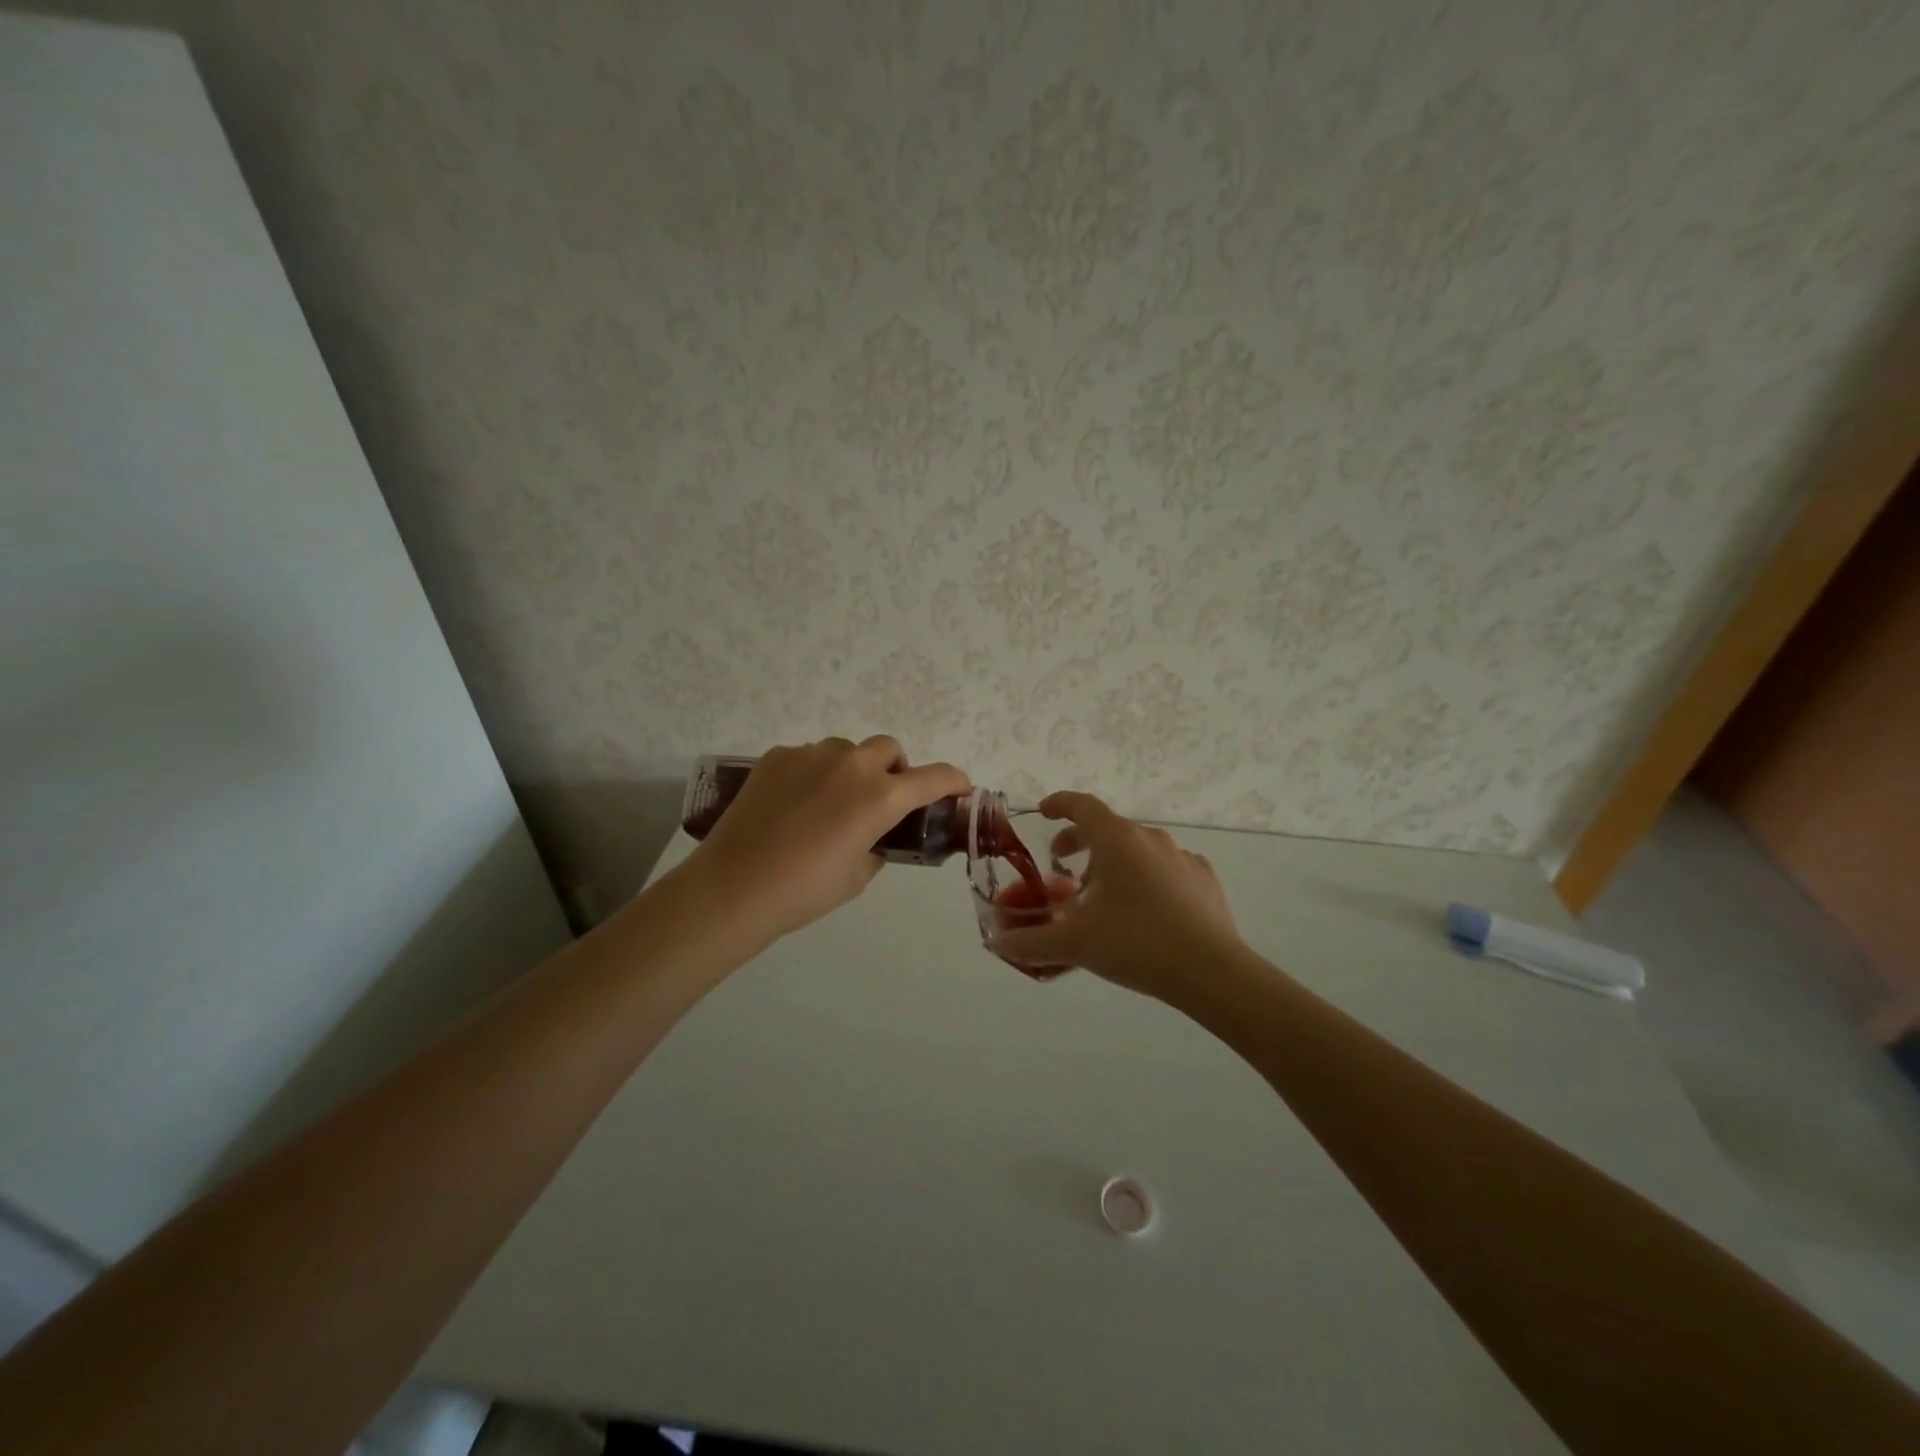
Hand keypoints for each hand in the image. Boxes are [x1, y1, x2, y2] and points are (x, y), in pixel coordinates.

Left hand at [684, 736, 968, 944]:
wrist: (734, 887)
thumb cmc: (805, 891)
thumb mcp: (858, 875)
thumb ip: (878, 845)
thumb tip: (876, 834)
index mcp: (880, 797)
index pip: (933, 778)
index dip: (954, 780)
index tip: (960, 787)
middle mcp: (851, 765)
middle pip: (889, 748)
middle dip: (896, 769)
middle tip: (882, 800)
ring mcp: (811, 755)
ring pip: (846, 750)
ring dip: (853, 769)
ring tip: (831, 802)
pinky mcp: (777, 756)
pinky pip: (809, 756)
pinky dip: (815, 773)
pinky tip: (795, 804)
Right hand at [991, 791, 1249, 1000]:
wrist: (1212, 971)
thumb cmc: (1136, 943)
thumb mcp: (1075, 944)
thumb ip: (1031, 943)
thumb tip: (999, 945)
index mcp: (1117, 840)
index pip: (1082, 805)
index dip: (1059, 804)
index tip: (1043, 812)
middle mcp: (1150, 838)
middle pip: (1107, 827)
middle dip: (1079, 842)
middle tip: (1061, 865)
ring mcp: (1181, 857)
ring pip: (1137, 849)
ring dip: (1112, 863)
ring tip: (1101, 897)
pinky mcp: (1203, 880)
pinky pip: (1165, 868)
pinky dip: (1145, 878)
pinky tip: (1143, 910)